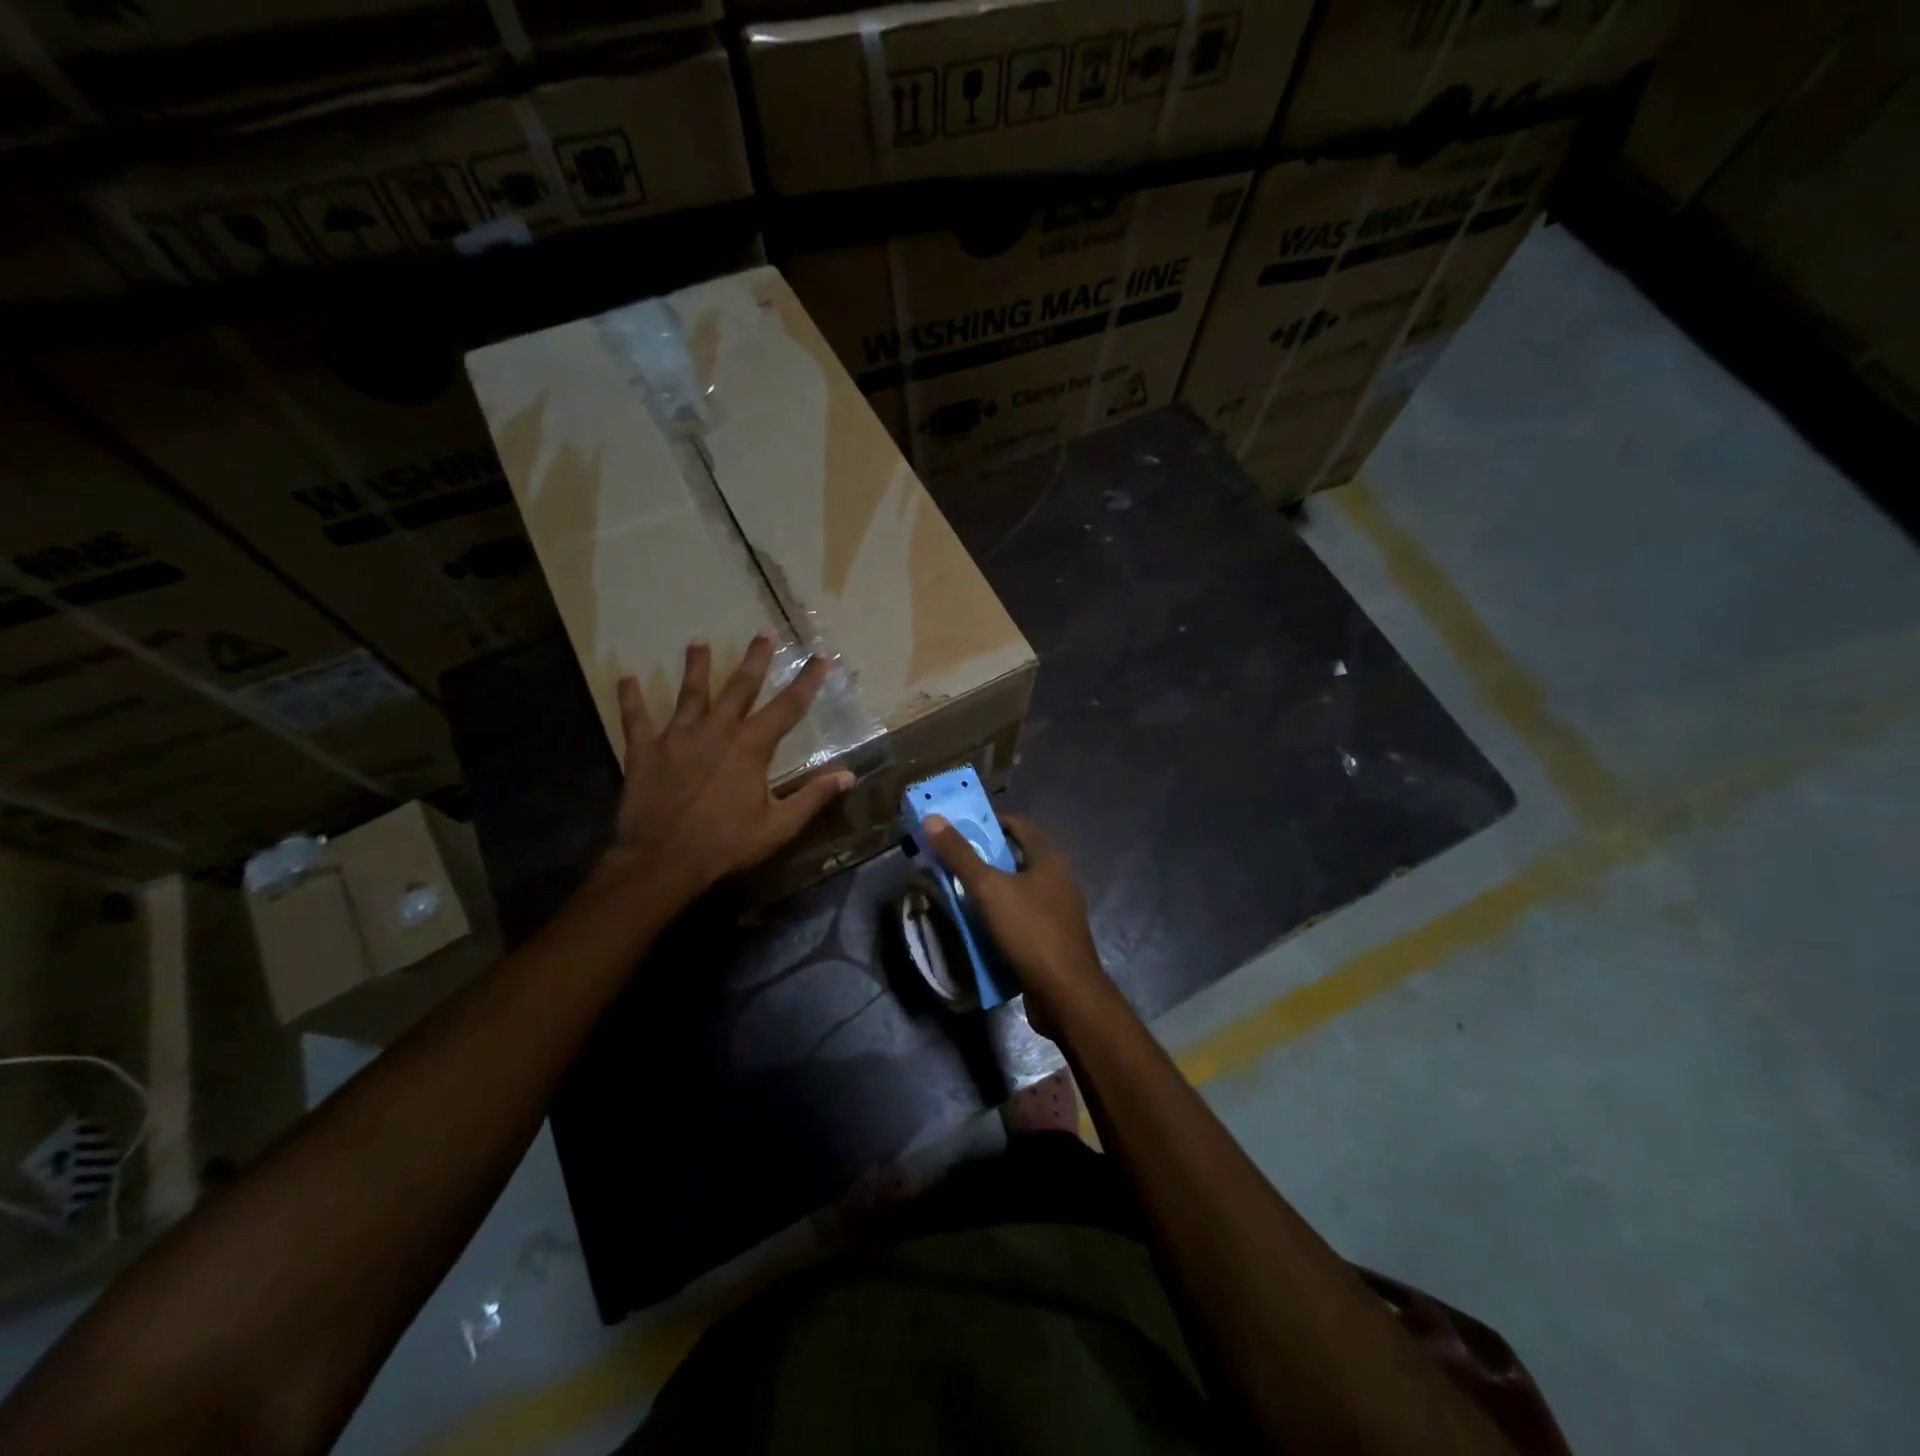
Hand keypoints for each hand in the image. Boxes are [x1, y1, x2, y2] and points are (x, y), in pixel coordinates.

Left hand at [605, 632, 854, 900]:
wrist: (663, 860)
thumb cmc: (726, 844)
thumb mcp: (778, 826)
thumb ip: (813, 797)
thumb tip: (849, 776)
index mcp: (751, 746)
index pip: (788, 707)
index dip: (807, 681)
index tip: (820, 658)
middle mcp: (717, 730)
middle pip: (740, 687)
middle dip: (756, 659)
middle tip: (764, 631)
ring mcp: (677, 736)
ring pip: (690, 693)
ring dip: (696, 666)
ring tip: (698, 641)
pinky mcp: (645, 750)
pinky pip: (637, 719)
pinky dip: (631, 699)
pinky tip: (625, 679)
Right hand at [923, 813, 1115, 1036]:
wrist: (1066, 995)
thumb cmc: (1030, 932)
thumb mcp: (989, 890)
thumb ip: (961, 855)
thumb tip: (932, 818)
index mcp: (1049, 859)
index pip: (1019, 824)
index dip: (989, 821)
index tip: (959, 827)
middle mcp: (1058, 878)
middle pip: (1017, 856)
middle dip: (985, 856)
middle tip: (951, 859)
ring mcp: (1058, 910)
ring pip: (1018, 888)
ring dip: (991, 887)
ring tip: (958, 891)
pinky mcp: (1052, 937)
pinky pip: (1022, 915)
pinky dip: (1000, 913)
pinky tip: (978, 925)